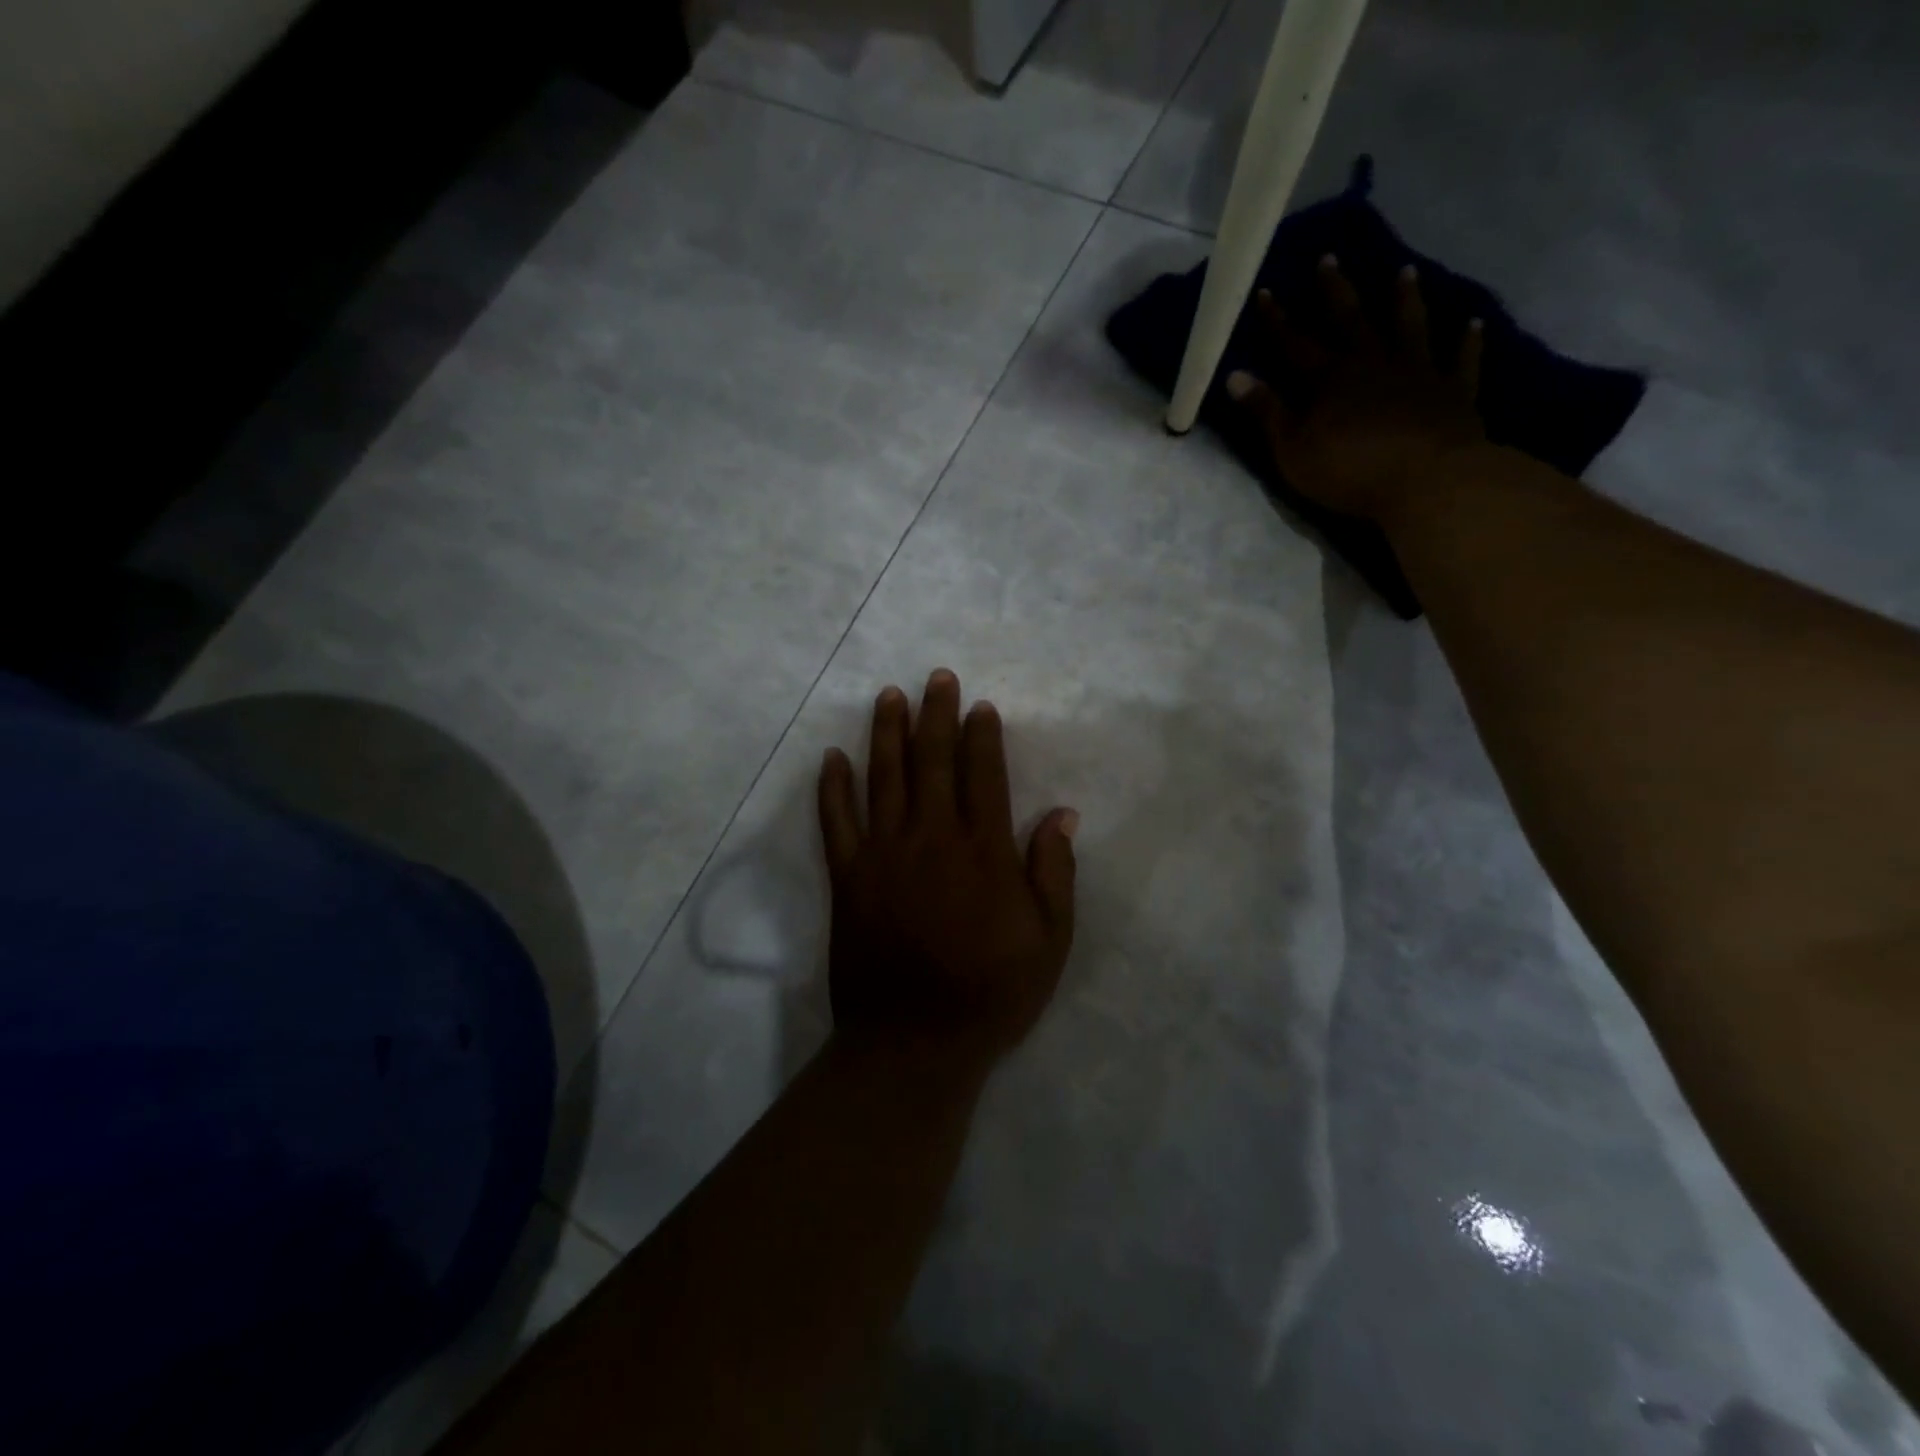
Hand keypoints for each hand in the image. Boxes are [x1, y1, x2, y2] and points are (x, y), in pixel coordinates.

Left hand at [817, 669, 1077, 1065]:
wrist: (914, 1042)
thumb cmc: (991, 992)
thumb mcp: (1049, 941)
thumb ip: (1054, 873)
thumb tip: (1062, 814)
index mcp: (982, 850)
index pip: (982, 775)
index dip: (981, 736)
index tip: (979, 706)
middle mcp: (931, 838)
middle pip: (931, 762)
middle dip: (935, 715)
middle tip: (936, 677)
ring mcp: (883, 854)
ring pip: (883, 778)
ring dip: (886, 733)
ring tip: (889, 697)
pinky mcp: (848, 877)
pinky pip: (836, 822)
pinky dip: (832, 787)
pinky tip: (832, 757)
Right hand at [1226, 257, 1485, 524]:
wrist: (1426, 480)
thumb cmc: (1349, 470)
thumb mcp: (1292, 449)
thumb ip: (1267, 412)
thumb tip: (1235, 376)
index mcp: (1330, 380)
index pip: (1295, 343)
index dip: (1278, 320)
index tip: (1266, 291)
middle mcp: (1373, 363)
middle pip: (1351, 320)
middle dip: (1336, 291)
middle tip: (1330, 257)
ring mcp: (1418, 373)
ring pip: (1409, 326)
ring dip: (1404, 299)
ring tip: (1404, 271)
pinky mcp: (1454, 392)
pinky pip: (1461, 360)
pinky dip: (1467, 341)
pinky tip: (1473, 323)